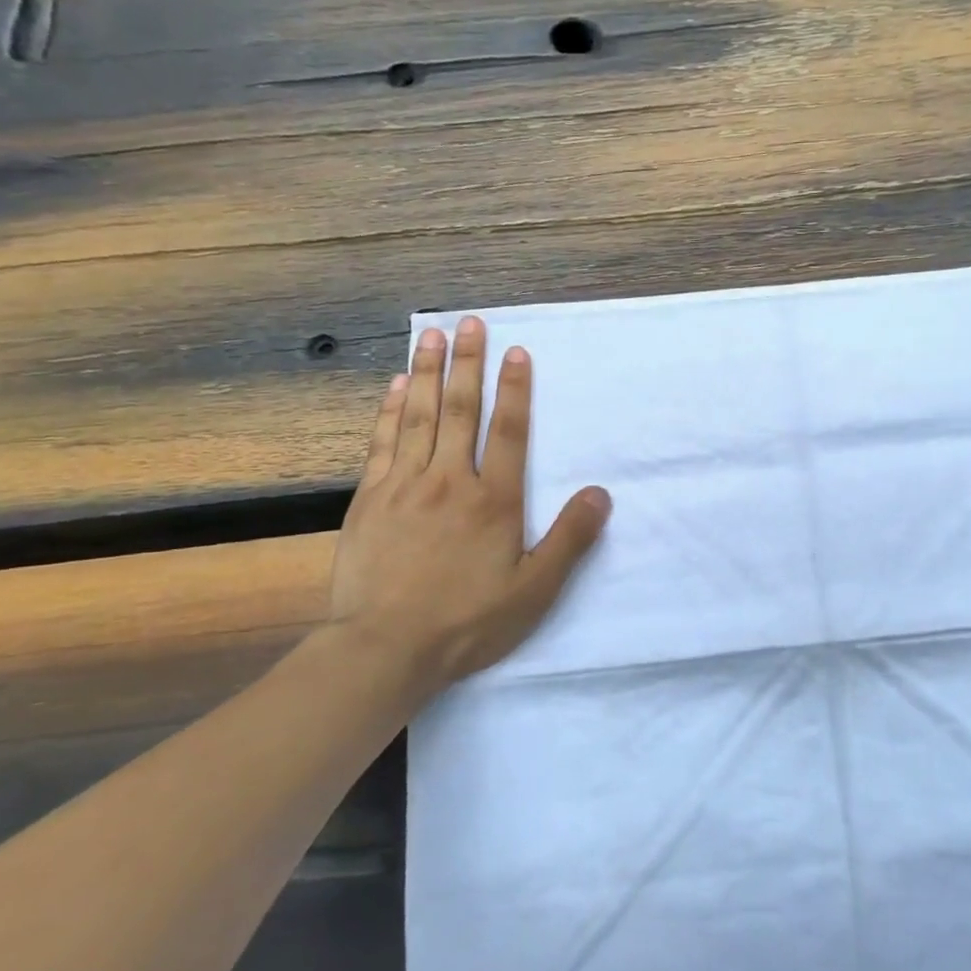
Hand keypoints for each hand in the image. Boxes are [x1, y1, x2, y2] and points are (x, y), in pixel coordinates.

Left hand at [329, 317, 610, 693]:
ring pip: (419, 417)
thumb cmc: (469, 622)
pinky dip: (390, 411)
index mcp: (493, 501)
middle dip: (467, 364)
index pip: (507, 431)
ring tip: (431, 335)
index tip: (515, 351)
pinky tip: (395, 386)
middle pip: (460, 411)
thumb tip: (600, 493)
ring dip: (427, 373)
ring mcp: (404, 486)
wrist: (386, 648)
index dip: (514, 389)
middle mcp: (450, 481)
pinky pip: (382, 443)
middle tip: (469, 322)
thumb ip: (570, 539)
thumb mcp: (535, 590)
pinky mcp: (370, 500)